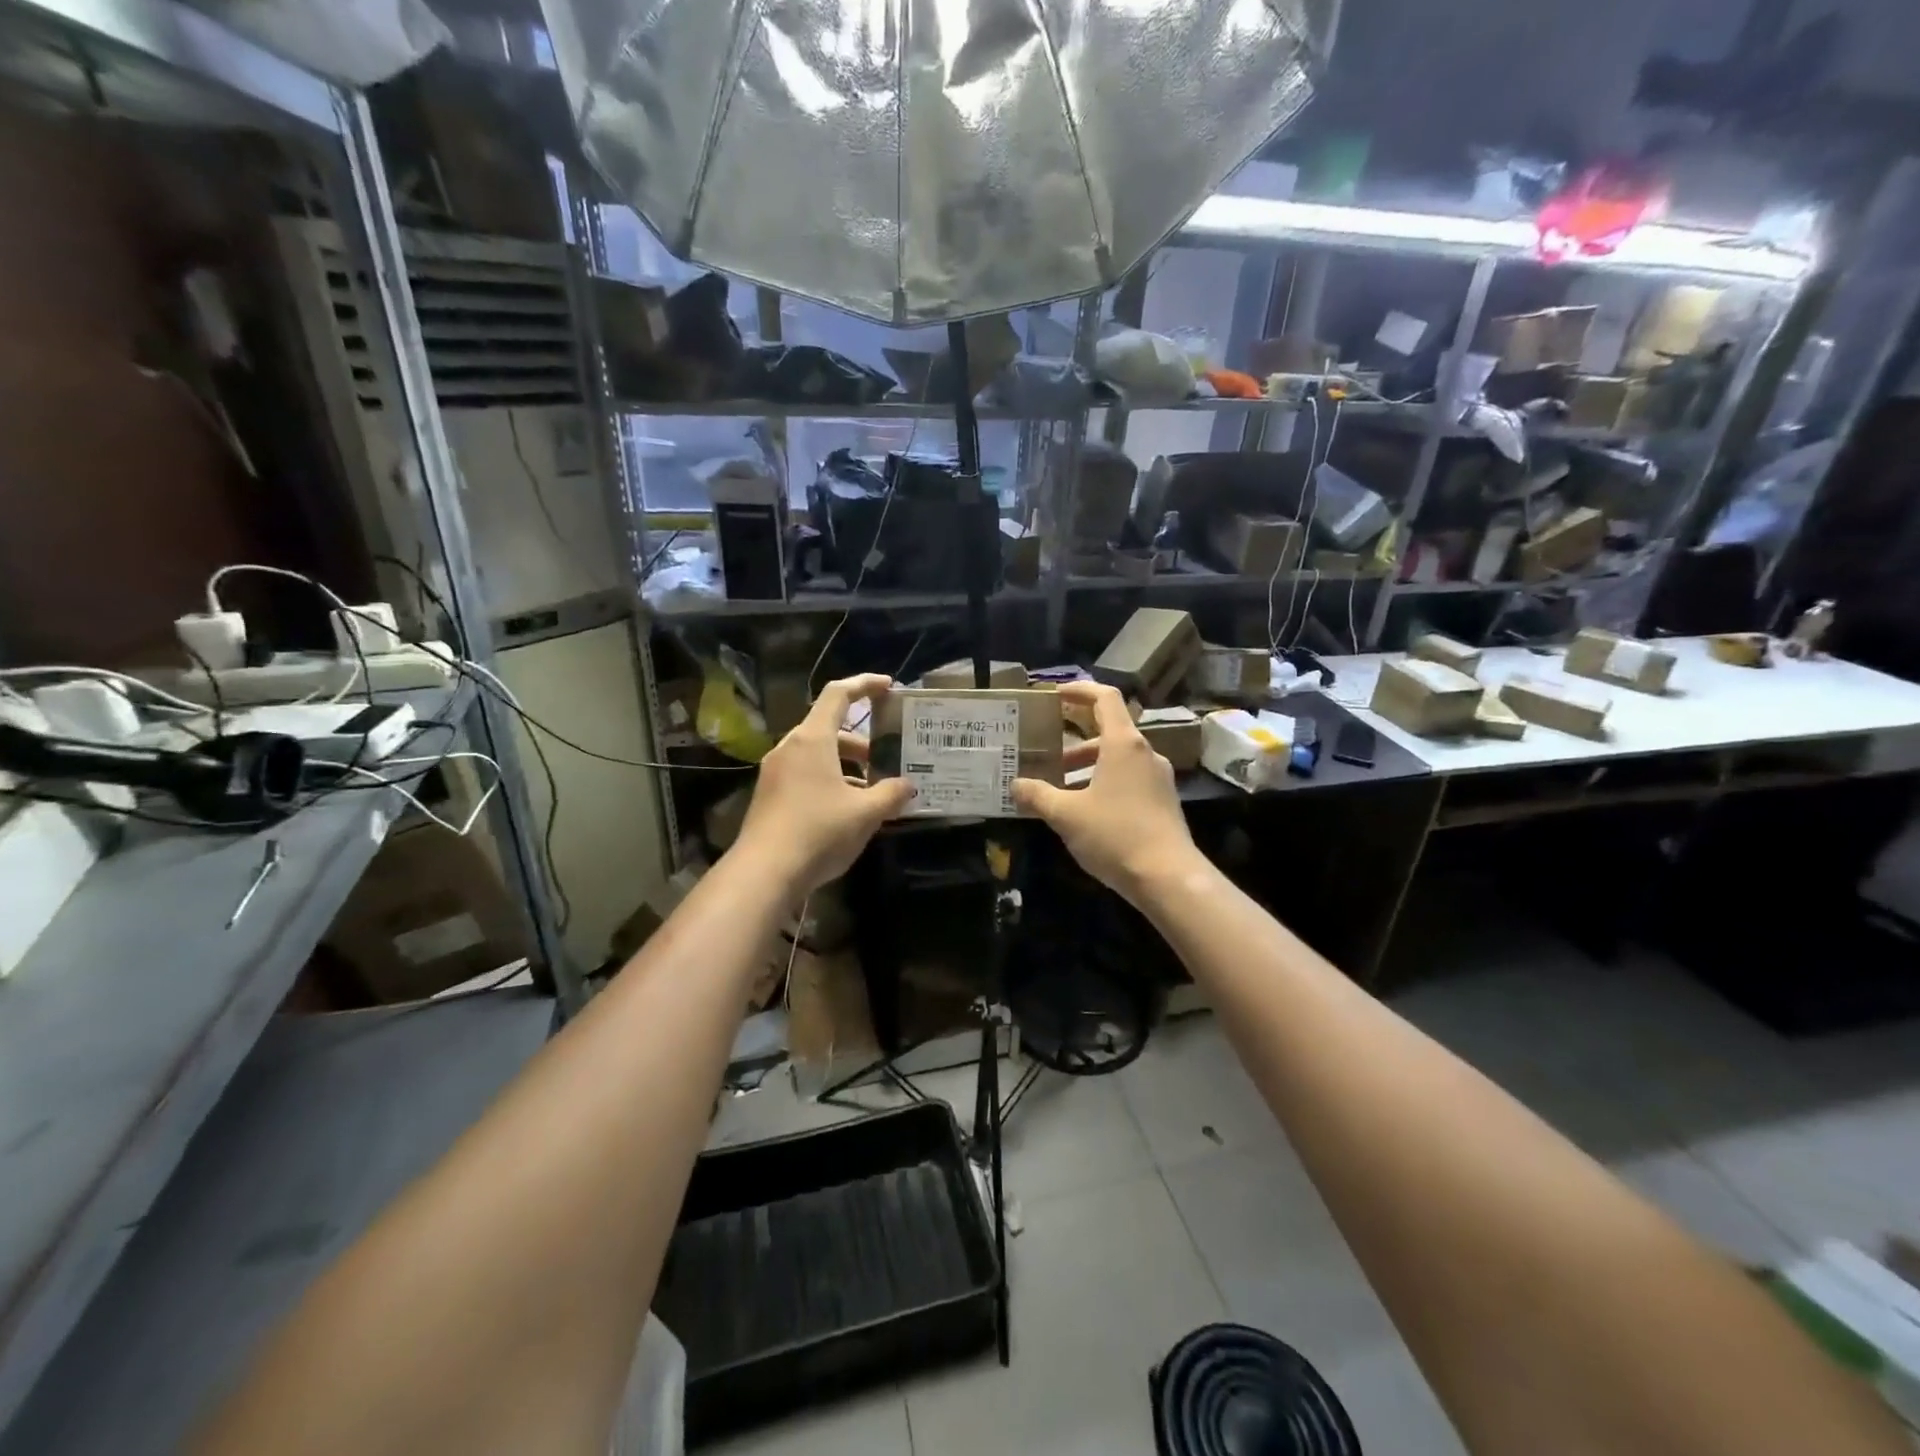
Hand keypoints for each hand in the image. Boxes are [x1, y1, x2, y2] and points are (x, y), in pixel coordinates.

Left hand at [734, 674, 913, 893]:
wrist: (764, 872)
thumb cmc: (819, 831)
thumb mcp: (865, 813)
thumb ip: (891, 794)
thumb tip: (908, 786)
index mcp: (812, 739)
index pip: (838, 695)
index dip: (864, 685)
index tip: (888, 685)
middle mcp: (790, 748)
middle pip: (828, 728)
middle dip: (861, 741)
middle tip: (886, 757)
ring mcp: (775, 772)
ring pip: (817, 755)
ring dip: (846, 765)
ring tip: (872, 789)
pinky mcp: (769, 796)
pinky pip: (804, 775)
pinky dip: (829, 780)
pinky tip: (846, 810)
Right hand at [1011, 682, 1202, 903]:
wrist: (1168, 878)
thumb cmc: (1115, 835)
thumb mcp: (1066, 815)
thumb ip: (1037, 796)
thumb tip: (1014, 785)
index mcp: (1124, 744)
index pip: (1105, 698)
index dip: (1080, 690)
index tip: (1056, 694)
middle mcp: (1145, 754)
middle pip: (1109, 732)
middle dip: (1074, 742)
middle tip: (1046, 754)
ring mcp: (1158, 779)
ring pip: (1118, 760)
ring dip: (1088, 767)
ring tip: (1058, 788)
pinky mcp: (1163, 803)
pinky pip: (1129, 780)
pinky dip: (1104, 784)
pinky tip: (1085, 811)